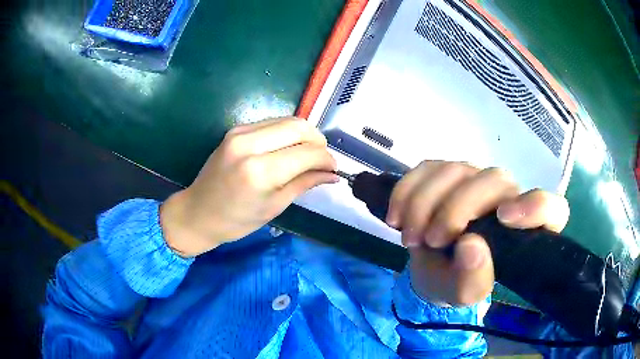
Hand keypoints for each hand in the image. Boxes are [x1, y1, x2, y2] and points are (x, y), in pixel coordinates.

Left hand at [160, 117, 337, 256]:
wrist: (197, 212)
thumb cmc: (235, 221)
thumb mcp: (274, 207)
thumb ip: (304, 184)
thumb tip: (332, 174)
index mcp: (259, 171)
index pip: (307, 153)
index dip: (326, 159)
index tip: (333, 169)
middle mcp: (249, 144)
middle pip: (299, 126)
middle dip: (318, 141)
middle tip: (322, 160)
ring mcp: (240, 132)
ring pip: (287, 120)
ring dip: (304, 135)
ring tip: (308, 155)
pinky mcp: (236, 129)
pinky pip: (272, 123)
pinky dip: (287, 133)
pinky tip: (288, 149)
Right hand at [386, 161, 569, 306]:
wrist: (429, 267)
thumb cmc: (454, 282)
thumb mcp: (462, 294)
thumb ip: (473, 280)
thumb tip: (472, 245)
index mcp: (524, 231)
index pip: (552, 209)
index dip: (535, 206)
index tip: (504, 219)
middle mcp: (507, 197)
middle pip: (495, 180)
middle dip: (457, 209)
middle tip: (432, 240)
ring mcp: (476, 180)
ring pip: (456, 169)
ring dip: (424, 204)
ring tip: (410, 238)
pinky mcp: (447, 173)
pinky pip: (427, 167)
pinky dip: (407, 191)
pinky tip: (396, 217)